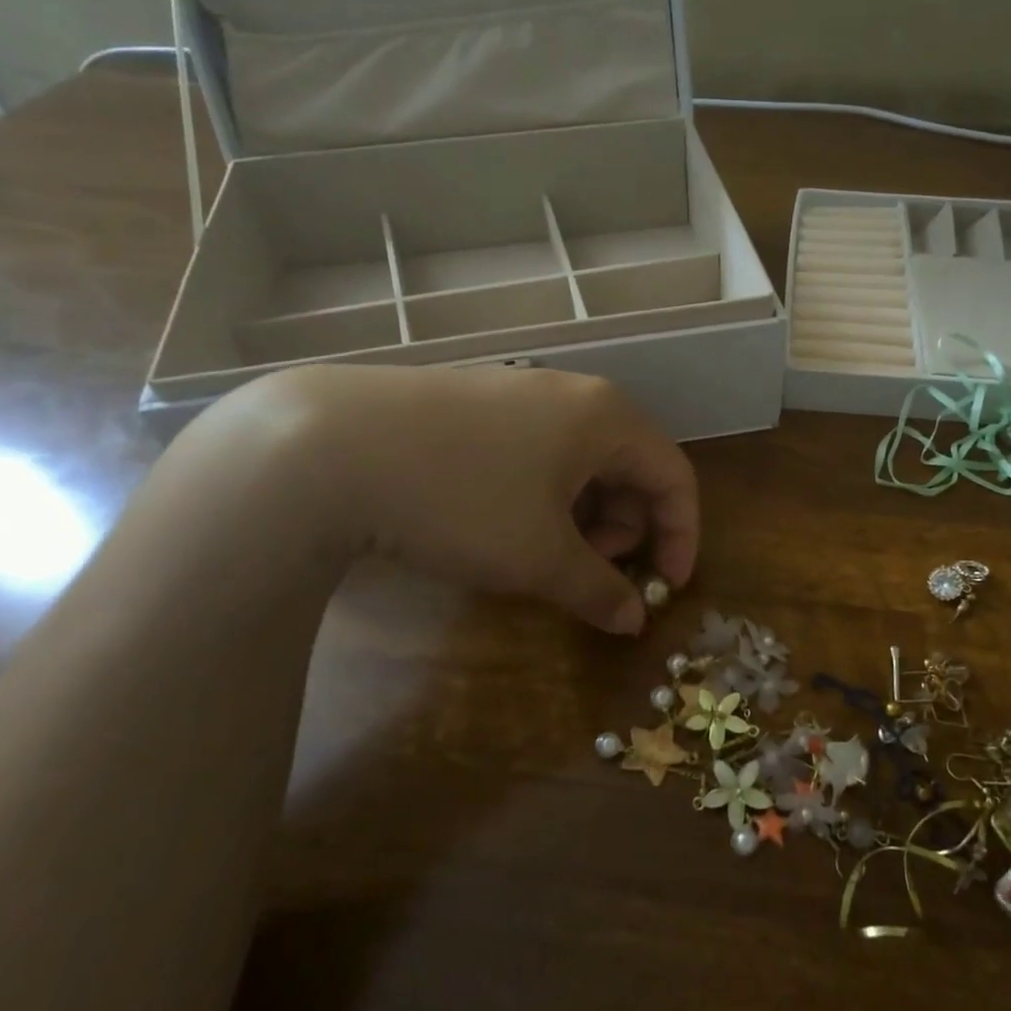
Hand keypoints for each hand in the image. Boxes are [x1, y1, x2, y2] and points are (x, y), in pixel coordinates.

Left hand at [214, 365, 696, 634]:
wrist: (329, 448)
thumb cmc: (462, 501)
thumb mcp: (538, 558)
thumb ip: (598, 590)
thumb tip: (633, 619)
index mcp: (607, 417)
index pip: (675, 476)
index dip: (681, 536)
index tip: (666, 588)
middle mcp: (572, 393)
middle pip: (629, 464)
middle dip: (625, 527)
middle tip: (593, 571)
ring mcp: (520, 390)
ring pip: (580, 458)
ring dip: (584, 513)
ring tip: (545, 552)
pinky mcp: (476, 400)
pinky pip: (538, 449)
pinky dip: (544, 493)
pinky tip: (504, 522)